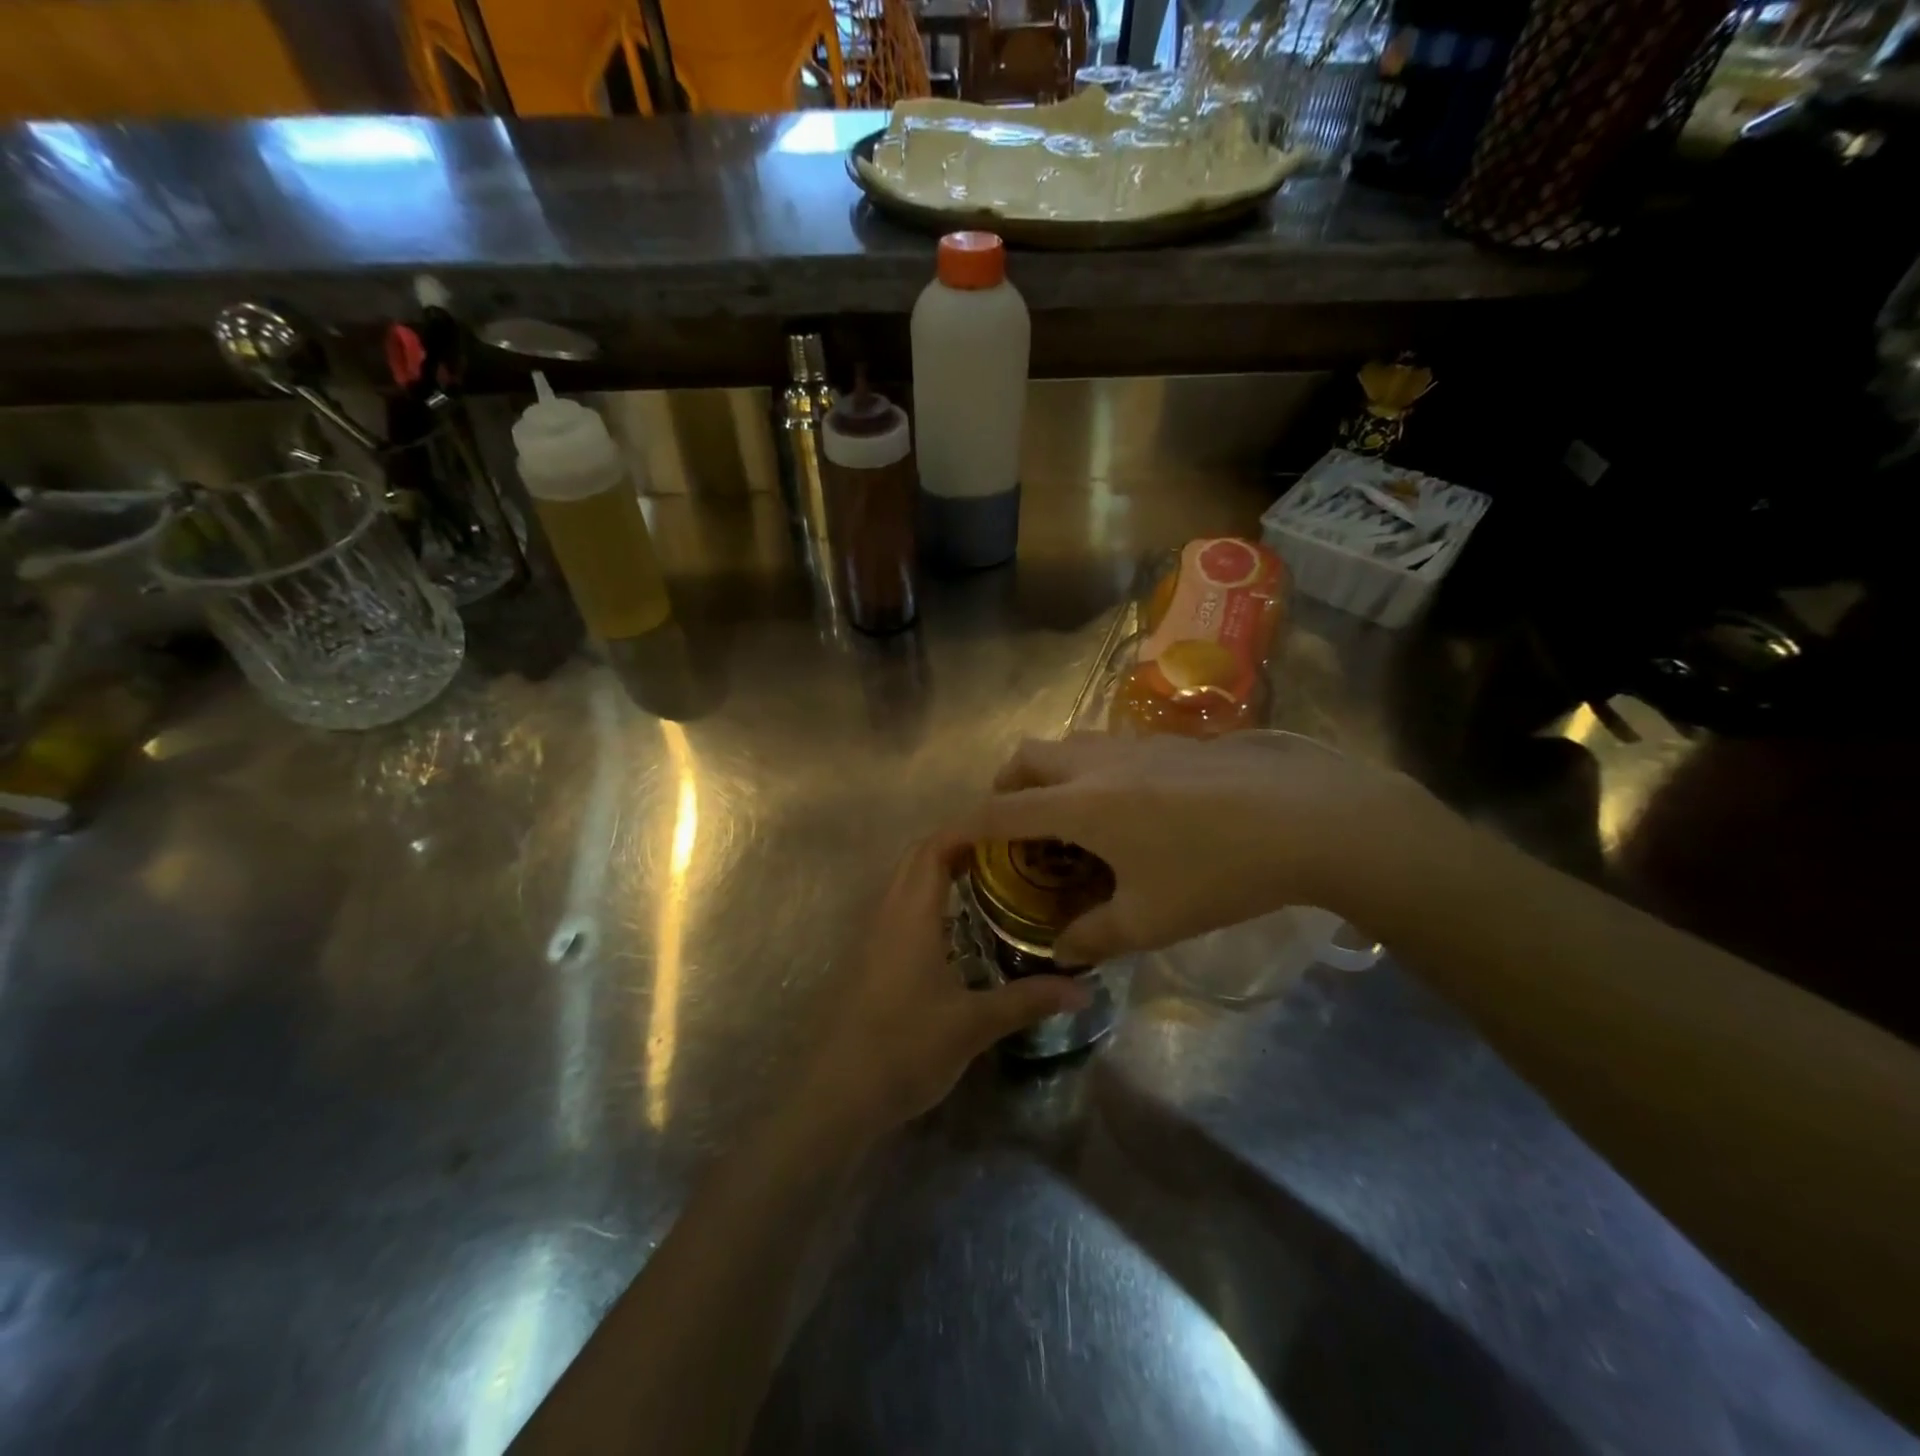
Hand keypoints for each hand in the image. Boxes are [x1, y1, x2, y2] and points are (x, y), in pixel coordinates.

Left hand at [793, 834, 1090, 1142]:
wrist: (838, 1096)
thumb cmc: (904, 1049)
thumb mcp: (973, 1025)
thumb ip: (1027, 1000)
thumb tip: (1084, 988)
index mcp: (910, 915)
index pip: (934, 848)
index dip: (968, 829)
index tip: (1010, 828)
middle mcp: (887, 914)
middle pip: (918, 857)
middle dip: (959, 845)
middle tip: (1009, 853)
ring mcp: (874, 936)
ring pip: (906, 882)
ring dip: (942, 870)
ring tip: (992, 879)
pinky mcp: (871, 959)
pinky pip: (901, 907)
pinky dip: (930, 897)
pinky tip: (960, 927)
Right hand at [949, 731, 1443, 965]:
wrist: (1305, 817)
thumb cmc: (1216, 871)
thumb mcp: (1151, 920)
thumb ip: (1095, 936)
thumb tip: (1063, 950)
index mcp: (1078, 805)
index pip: (999, 812)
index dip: (966, 829)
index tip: (951, 845)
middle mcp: (1094, 765)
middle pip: (1026, 758)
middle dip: (1006, 789)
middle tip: (1019, 829)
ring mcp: (1134, 746)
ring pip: (1068, 745)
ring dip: (1051, 775)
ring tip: (1073, 818)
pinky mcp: (1169, 742)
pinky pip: (1107, 748)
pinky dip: (1091, 771)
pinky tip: (1131, 809)